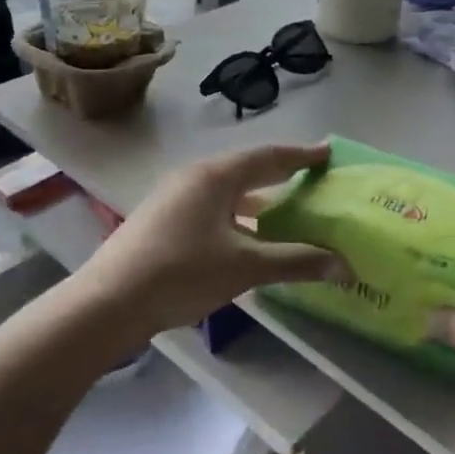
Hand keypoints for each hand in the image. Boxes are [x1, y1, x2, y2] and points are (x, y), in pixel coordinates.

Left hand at [75, 143, 347, 338]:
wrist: (109, 301)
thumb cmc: (181, 272)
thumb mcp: (245, 266)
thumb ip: (296, 262)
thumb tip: (345, 266)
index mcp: (215, 176)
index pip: (268, 157)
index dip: (301, 155)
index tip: (327, 152)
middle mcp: (194, 177)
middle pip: (246, 169)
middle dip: (280, 174)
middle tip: (312, 176)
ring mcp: (174, 197)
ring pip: (227, 191)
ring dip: (257, 199)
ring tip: (286, 210)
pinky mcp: (163, 220)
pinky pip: (211, 207)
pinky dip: (236, 215)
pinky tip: (246, 238)